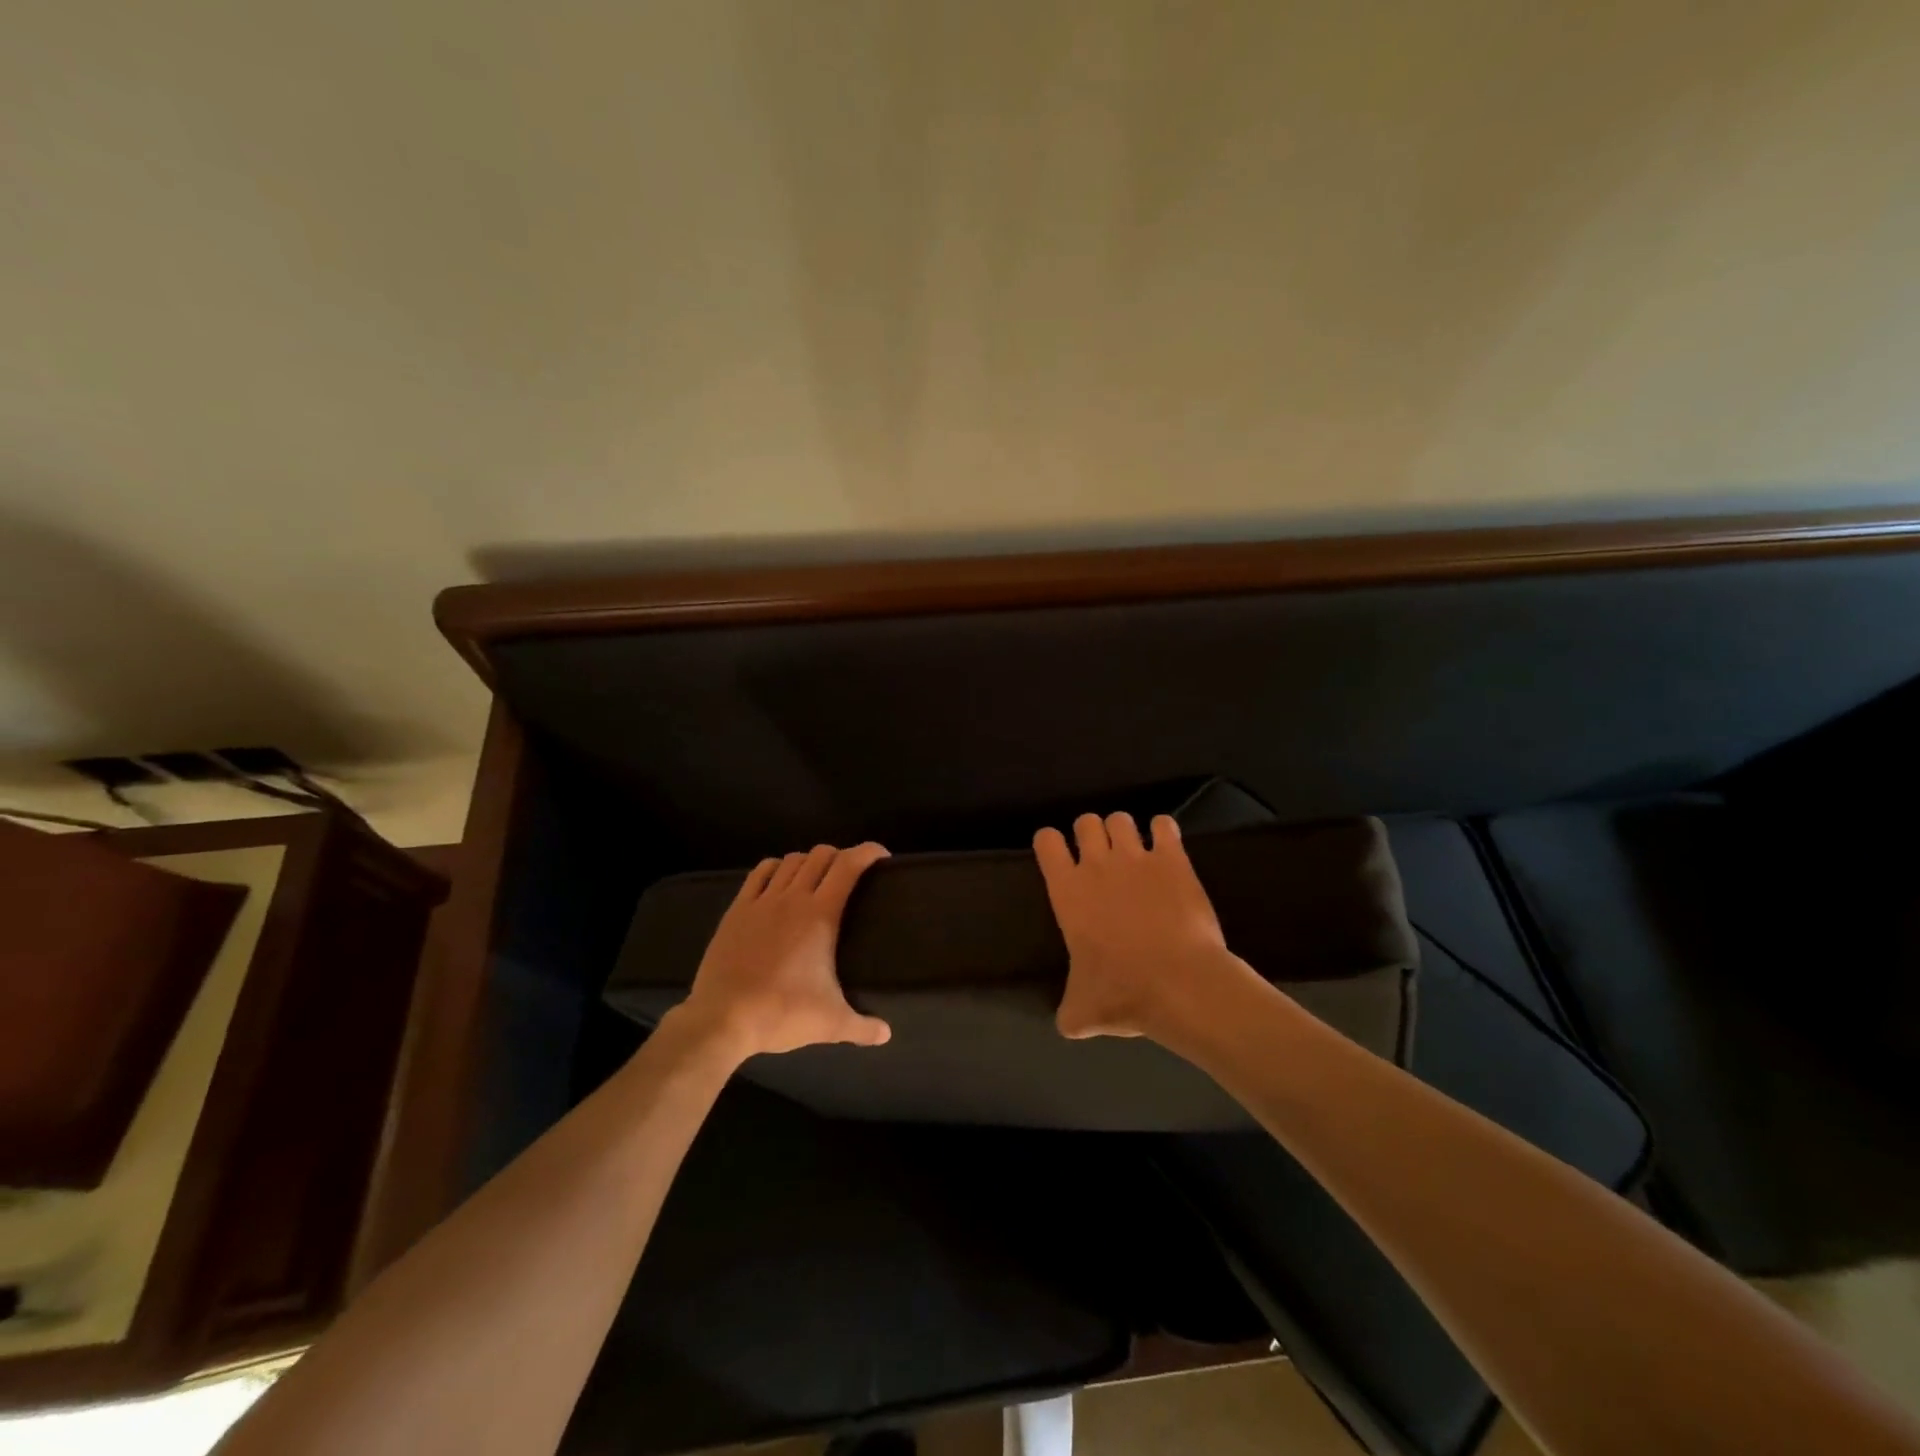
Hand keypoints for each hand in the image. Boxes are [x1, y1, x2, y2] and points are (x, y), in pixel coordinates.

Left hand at [679, 843, 892, 1058]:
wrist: (722, 1020)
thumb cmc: (782, 1014)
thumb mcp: (831, 1024)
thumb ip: (863, 1027)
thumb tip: (886, 1034)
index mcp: (820, 915)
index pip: (848, 866)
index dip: (868, 852)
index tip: (882, 856)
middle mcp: (793, 898)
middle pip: (821, 855)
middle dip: (840, 856)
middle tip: (850, 873)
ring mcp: (762, 901)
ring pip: (791, 860)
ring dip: (809, 861)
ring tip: (816, 877)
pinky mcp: (737, 910)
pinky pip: (760, 873)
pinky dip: (776, 868)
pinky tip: (779, 880)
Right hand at [1034, 812, 1247, 1041]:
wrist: (1181, 985)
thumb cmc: (1124, 993)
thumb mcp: (1083, 1010)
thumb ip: (1069, 1010)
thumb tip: (1067, 1023)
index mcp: (1067, 892)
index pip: (1046, 841)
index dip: (1050, 843)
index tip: (1059, 856)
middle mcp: (1097, 865)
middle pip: (1085, 821)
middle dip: (1090, 833)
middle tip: (1100, 858)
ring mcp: (1137, 857)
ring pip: (1121, 818)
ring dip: (1124, 831)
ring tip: (1134, 852)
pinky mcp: (1174, 859)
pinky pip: (1164, 824)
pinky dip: (1164, 832)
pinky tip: (1167, 849)